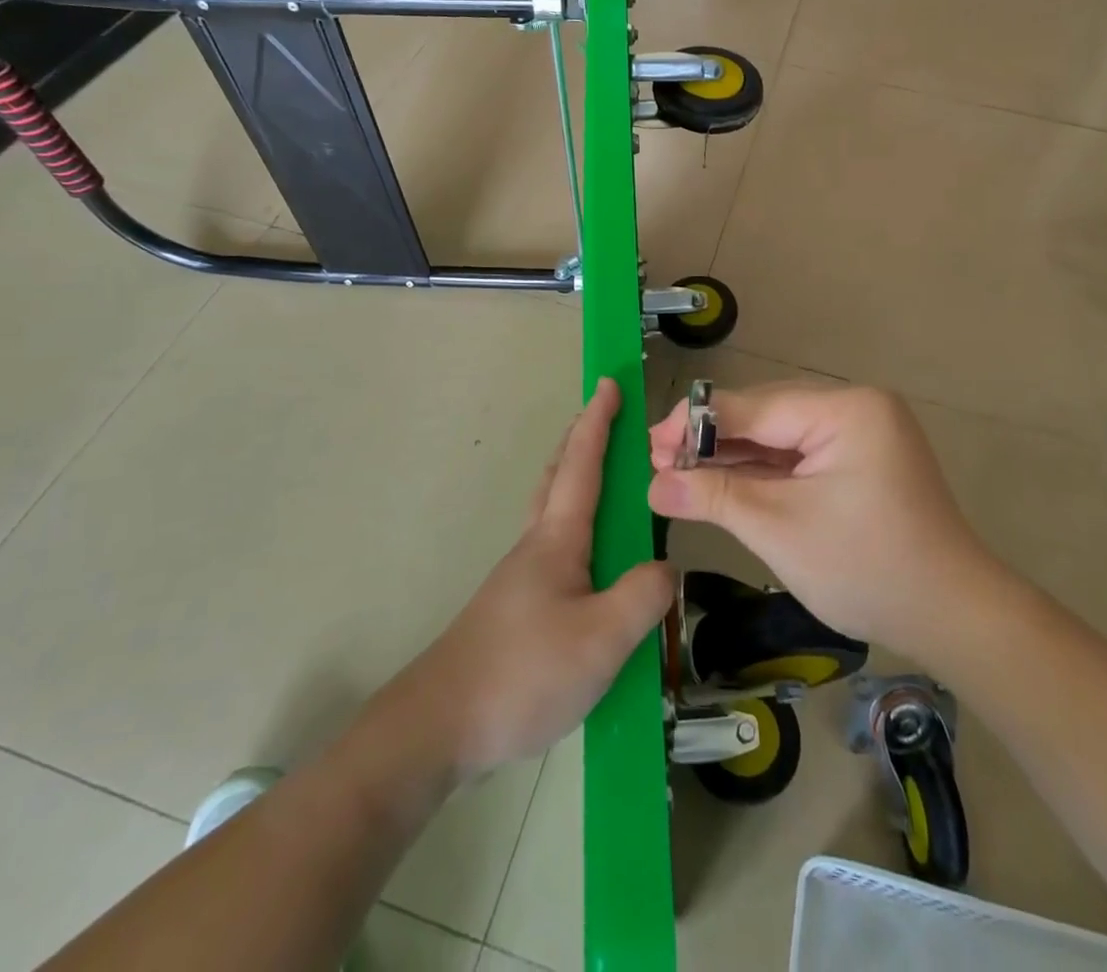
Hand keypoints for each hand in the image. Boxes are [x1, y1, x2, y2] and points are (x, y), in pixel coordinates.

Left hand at [398, 379, 674, 776]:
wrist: (441, 723)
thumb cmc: (523, 671)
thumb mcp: (601, 639)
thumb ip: (643, 597)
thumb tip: (666, 568)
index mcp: (558, 538)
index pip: (582, 463)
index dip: (598, 421)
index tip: (609, 383)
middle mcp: (537, 545)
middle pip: (559, 476)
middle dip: (582, 441)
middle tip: (606, 420)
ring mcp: (522, 576)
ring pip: (554, 511)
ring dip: (576, 480)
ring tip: (609, 485)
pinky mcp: (517, 607)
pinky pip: (555, 547)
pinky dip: (577, 526)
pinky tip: (594, 564)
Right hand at [647, 384, 994, 655]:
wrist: (953, 618)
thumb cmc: (867, 568)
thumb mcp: (780, 529)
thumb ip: (714, 496)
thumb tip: (652, 484)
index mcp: (846, 410)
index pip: (755, 406)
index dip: (697, 424)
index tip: (650, 442)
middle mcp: (855, 408)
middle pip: (766, 416)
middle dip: (712, 442)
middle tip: (659, 462)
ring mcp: (861, 434)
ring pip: (780, 437)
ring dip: (733, 458)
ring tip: (678, 473)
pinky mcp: (860, 460)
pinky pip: (800, 456)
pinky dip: (763, 472)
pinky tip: (722, 481)